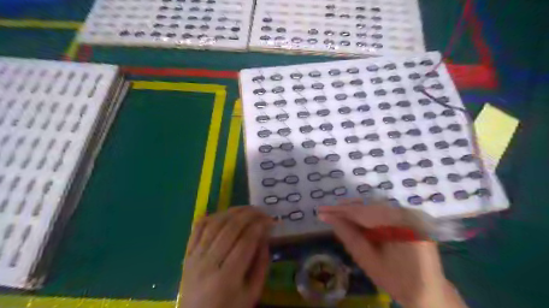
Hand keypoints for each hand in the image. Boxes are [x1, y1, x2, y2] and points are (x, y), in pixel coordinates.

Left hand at [179, 206, 273, 306]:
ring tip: (247, 209)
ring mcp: (194, 257)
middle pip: (229, 229)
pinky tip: (224, 213)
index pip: (245, 242)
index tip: (270, 220)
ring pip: (214, 224)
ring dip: (232, 211)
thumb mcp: (252, 294)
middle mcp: (208, 264)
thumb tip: (265, 237)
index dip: (260, 227)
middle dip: (249, 215)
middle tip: (262, 211)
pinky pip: (198, 228)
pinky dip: (211, 216)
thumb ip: (261, 265)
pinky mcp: (187, 254)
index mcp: (227, 279)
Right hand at [318, 200, 467, 306]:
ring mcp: (409, 215)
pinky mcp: (409, 219)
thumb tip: (329, 218)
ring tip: (338, 215)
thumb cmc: (398, 281)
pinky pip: (383, 212)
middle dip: (346, 209)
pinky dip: (368, 215)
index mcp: (398, 224)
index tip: (321, 210)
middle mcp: (406, 214)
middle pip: (369, 206)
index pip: (362, 212)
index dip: (340, 211)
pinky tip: (356, 219)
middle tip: (327, 212)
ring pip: (375, 207)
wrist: (429, 293)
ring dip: (356, 211)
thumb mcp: (368, 260)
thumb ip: (348, 235)